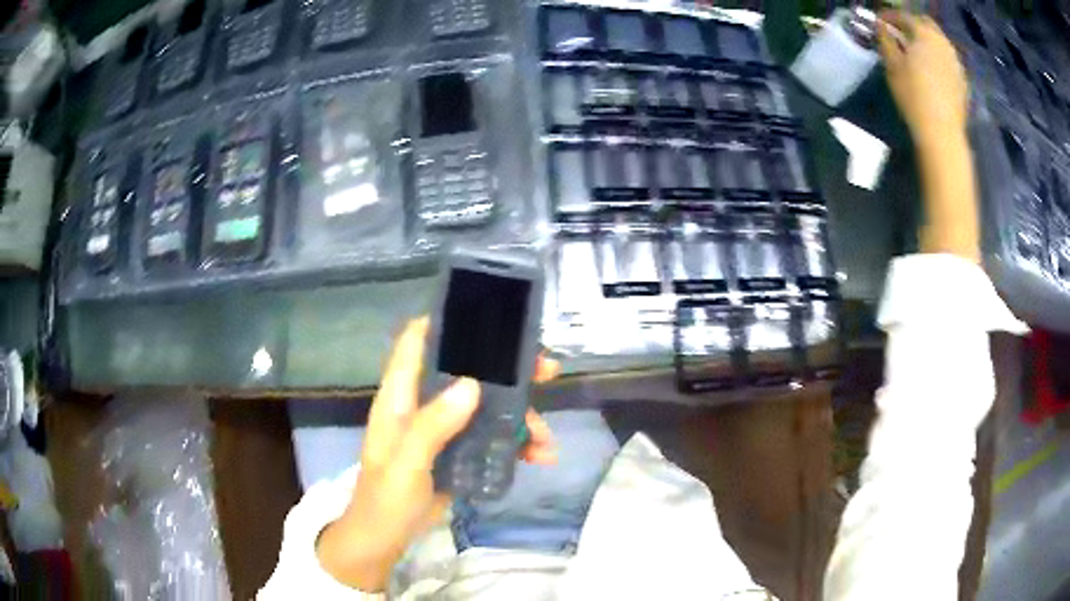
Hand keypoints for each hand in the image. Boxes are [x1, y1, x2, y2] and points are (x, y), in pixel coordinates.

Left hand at [316, 317, 560, 591]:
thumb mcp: (405, 464)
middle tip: (546, 369)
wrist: (385, 539)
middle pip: (466, 370)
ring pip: (487, 405)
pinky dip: (518, 443)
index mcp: (401, 397)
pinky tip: (540, 457)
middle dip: (507, 369)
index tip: (488, 314)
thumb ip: (433, 425)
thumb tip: (472, 383)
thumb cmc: (385, 499)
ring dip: (521, 414)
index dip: (445, 321)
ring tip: (547, 437)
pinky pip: (492, 437)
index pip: (416, 342)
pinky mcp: (459, 451)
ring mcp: (444, 428)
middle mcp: (424, 404)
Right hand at [878, 12, 968, 148]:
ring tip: (917, 50)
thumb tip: (881, 27)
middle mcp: (943, 42)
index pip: (903, 16)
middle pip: (926, 24)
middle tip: (900, 32)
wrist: (942, 133)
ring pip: (939, 41)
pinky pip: (948, 60)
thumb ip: (885, 40)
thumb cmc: (913, 95)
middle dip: (912, 24)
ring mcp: (956, 62)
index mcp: (924, 33)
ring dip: (927, 41)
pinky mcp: (963, 81)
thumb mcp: (892, 65)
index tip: (879, 21)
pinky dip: (938, 58)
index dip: (889, 16)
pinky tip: (932, 68)